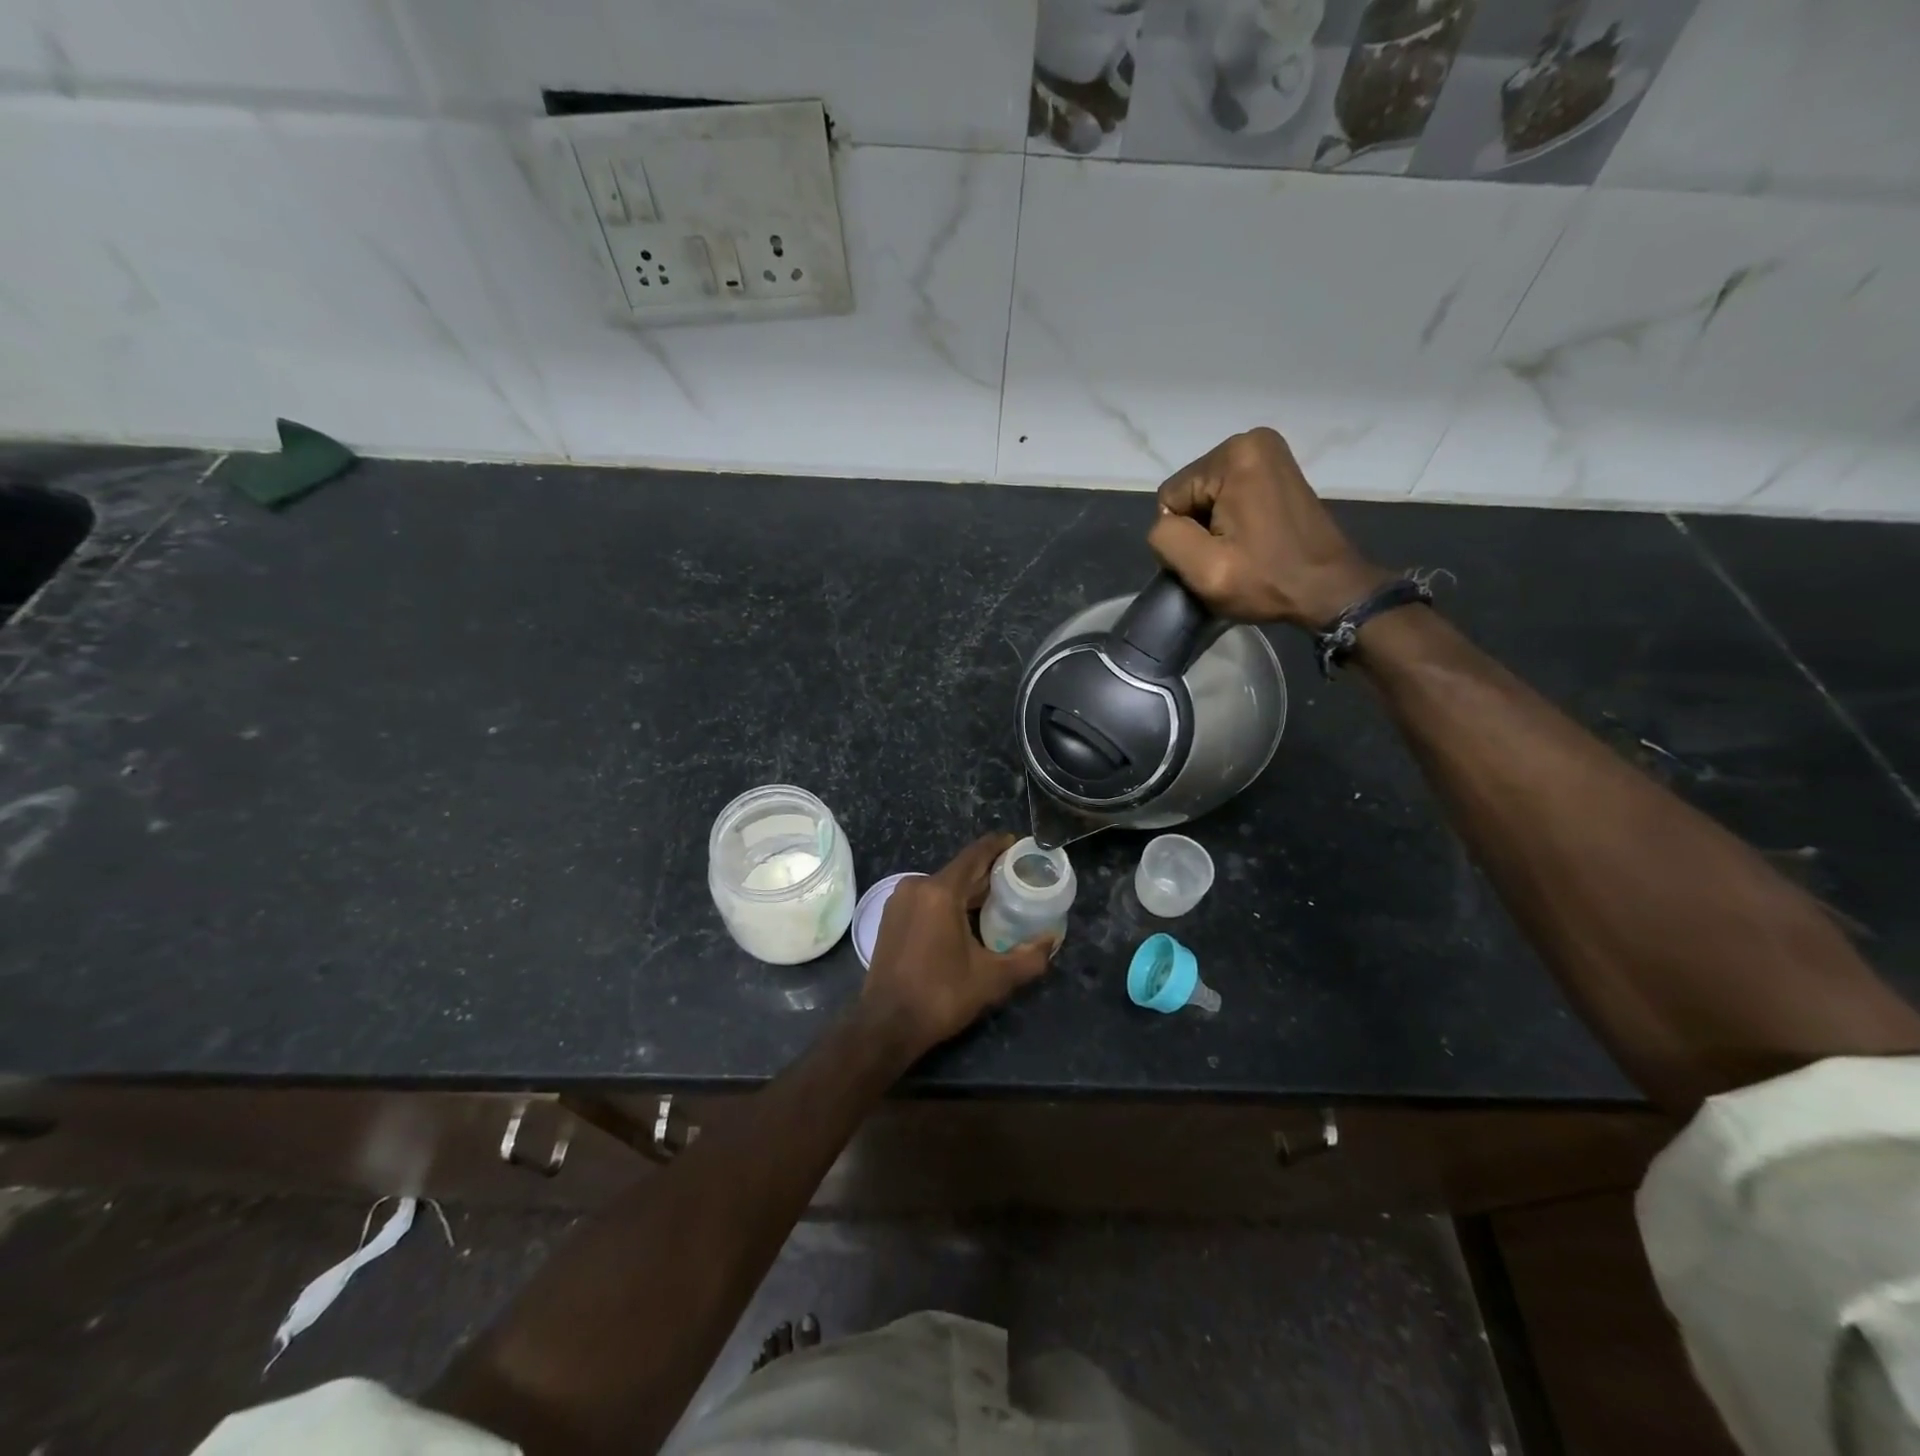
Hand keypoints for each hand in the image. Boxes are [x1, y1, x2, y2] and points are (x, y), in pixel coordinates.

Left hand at [861, 833, 1055, 1056]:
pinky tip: (966, 919)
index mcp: (940, 891)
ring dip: (968, 891)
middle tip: (1017, 880)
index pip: (975, 855)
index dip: (998, 846)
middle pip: (960, 871)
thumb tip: (1051, 941)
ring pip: (942, 885)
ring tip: (997, 900)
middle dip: (988, 874)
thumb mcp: (992, 979)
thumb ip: (1028, 958)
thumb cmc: (940, 996)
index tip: (1019, 844)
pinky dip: (948, 902)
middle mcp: (916, 886)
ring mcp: (899, 900)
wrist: (887, 1024)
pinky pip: (926, 898)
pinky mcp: (890, 916)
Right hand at [1147, 427, 1391, 627]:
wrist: (1330, 590)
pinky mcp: (1277, 470)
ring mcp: (1268, 453)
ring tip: (1242, 550)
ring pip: (1207, 498)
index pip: (1171, 498)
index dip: (1183, 535)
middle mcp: (1251, 441)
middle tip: (1229, 555)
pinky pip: (1229, 496)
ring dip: (1215, 528)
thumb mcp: (1204, 569)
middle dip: (1200, 528)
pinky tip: (1253, 540)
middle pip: (1190, 494)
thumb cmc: (1267, 580)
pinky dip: (1233, 520)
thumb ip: (1166, 539)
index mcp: (1233, 455)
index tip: (1215, 556)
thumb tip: (1165, 525)